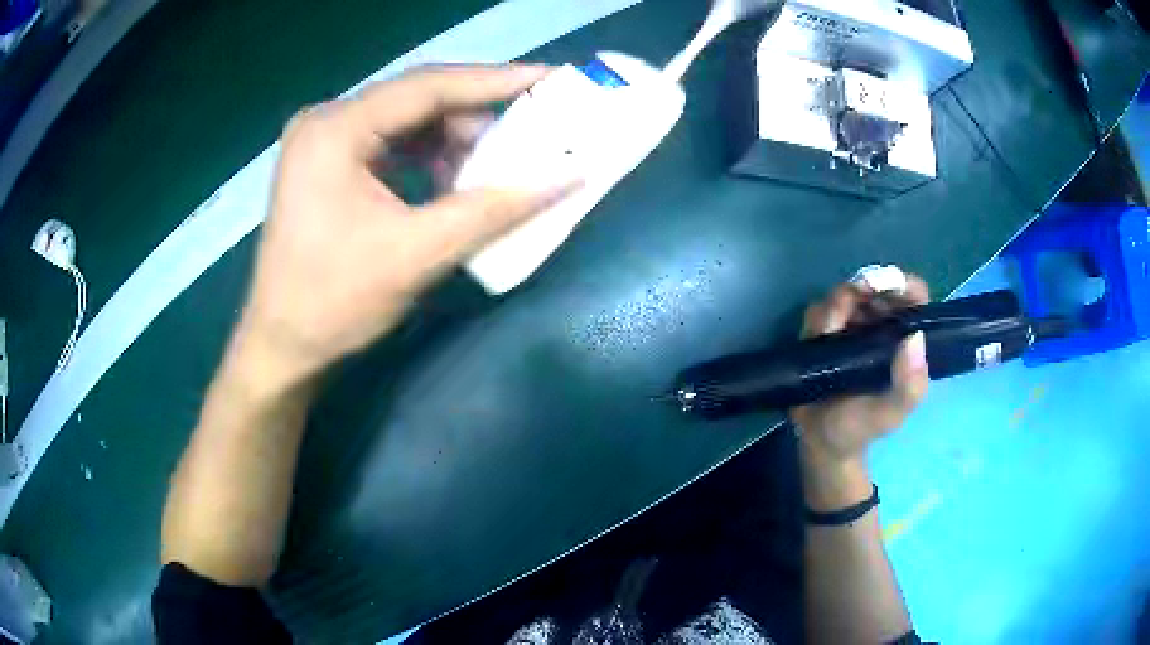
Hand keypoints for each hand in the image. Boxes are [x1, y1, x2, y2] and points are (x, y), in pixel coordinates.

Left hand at [235, 65, 572, 384]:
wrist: (282, 348)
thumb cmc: (334, 303)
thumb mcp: (418, 254)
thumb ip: (494, 209)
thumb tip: (567, 177)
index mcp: (335, 130)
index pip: (427, 86)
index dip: (495, 81)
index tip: (552, 78)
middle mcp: (327, 121)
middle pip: (417, 99)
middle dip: (477, 115)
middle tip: (534, 127)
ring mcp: (324, 142)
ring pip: (407, 122)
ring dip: (455, 140)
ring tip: (500, 163)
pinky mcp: (328, 165)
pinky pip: (392, 145)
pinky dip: (430, 158)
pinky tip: (456, 182)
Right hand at [790, 277, 929, 505]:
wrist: (821, 442)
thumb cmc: (862, 428)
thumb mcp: (891, 414)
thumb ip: (909, 386)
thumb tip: (914, 337)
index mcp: (905, 341)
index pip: (913, 299)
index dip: (904, 285)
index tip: (888, 287)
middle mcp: (880, 327)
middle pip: (877, 288)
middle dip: (863, 289)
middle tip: (850, 306)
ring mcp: (851, 328)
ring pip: (846, 295)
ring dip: (837, 304)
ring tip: (830, 330)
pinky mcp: (823, 333)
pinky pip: (819, 310)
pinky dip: (819, 317)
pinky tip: (818, 336)